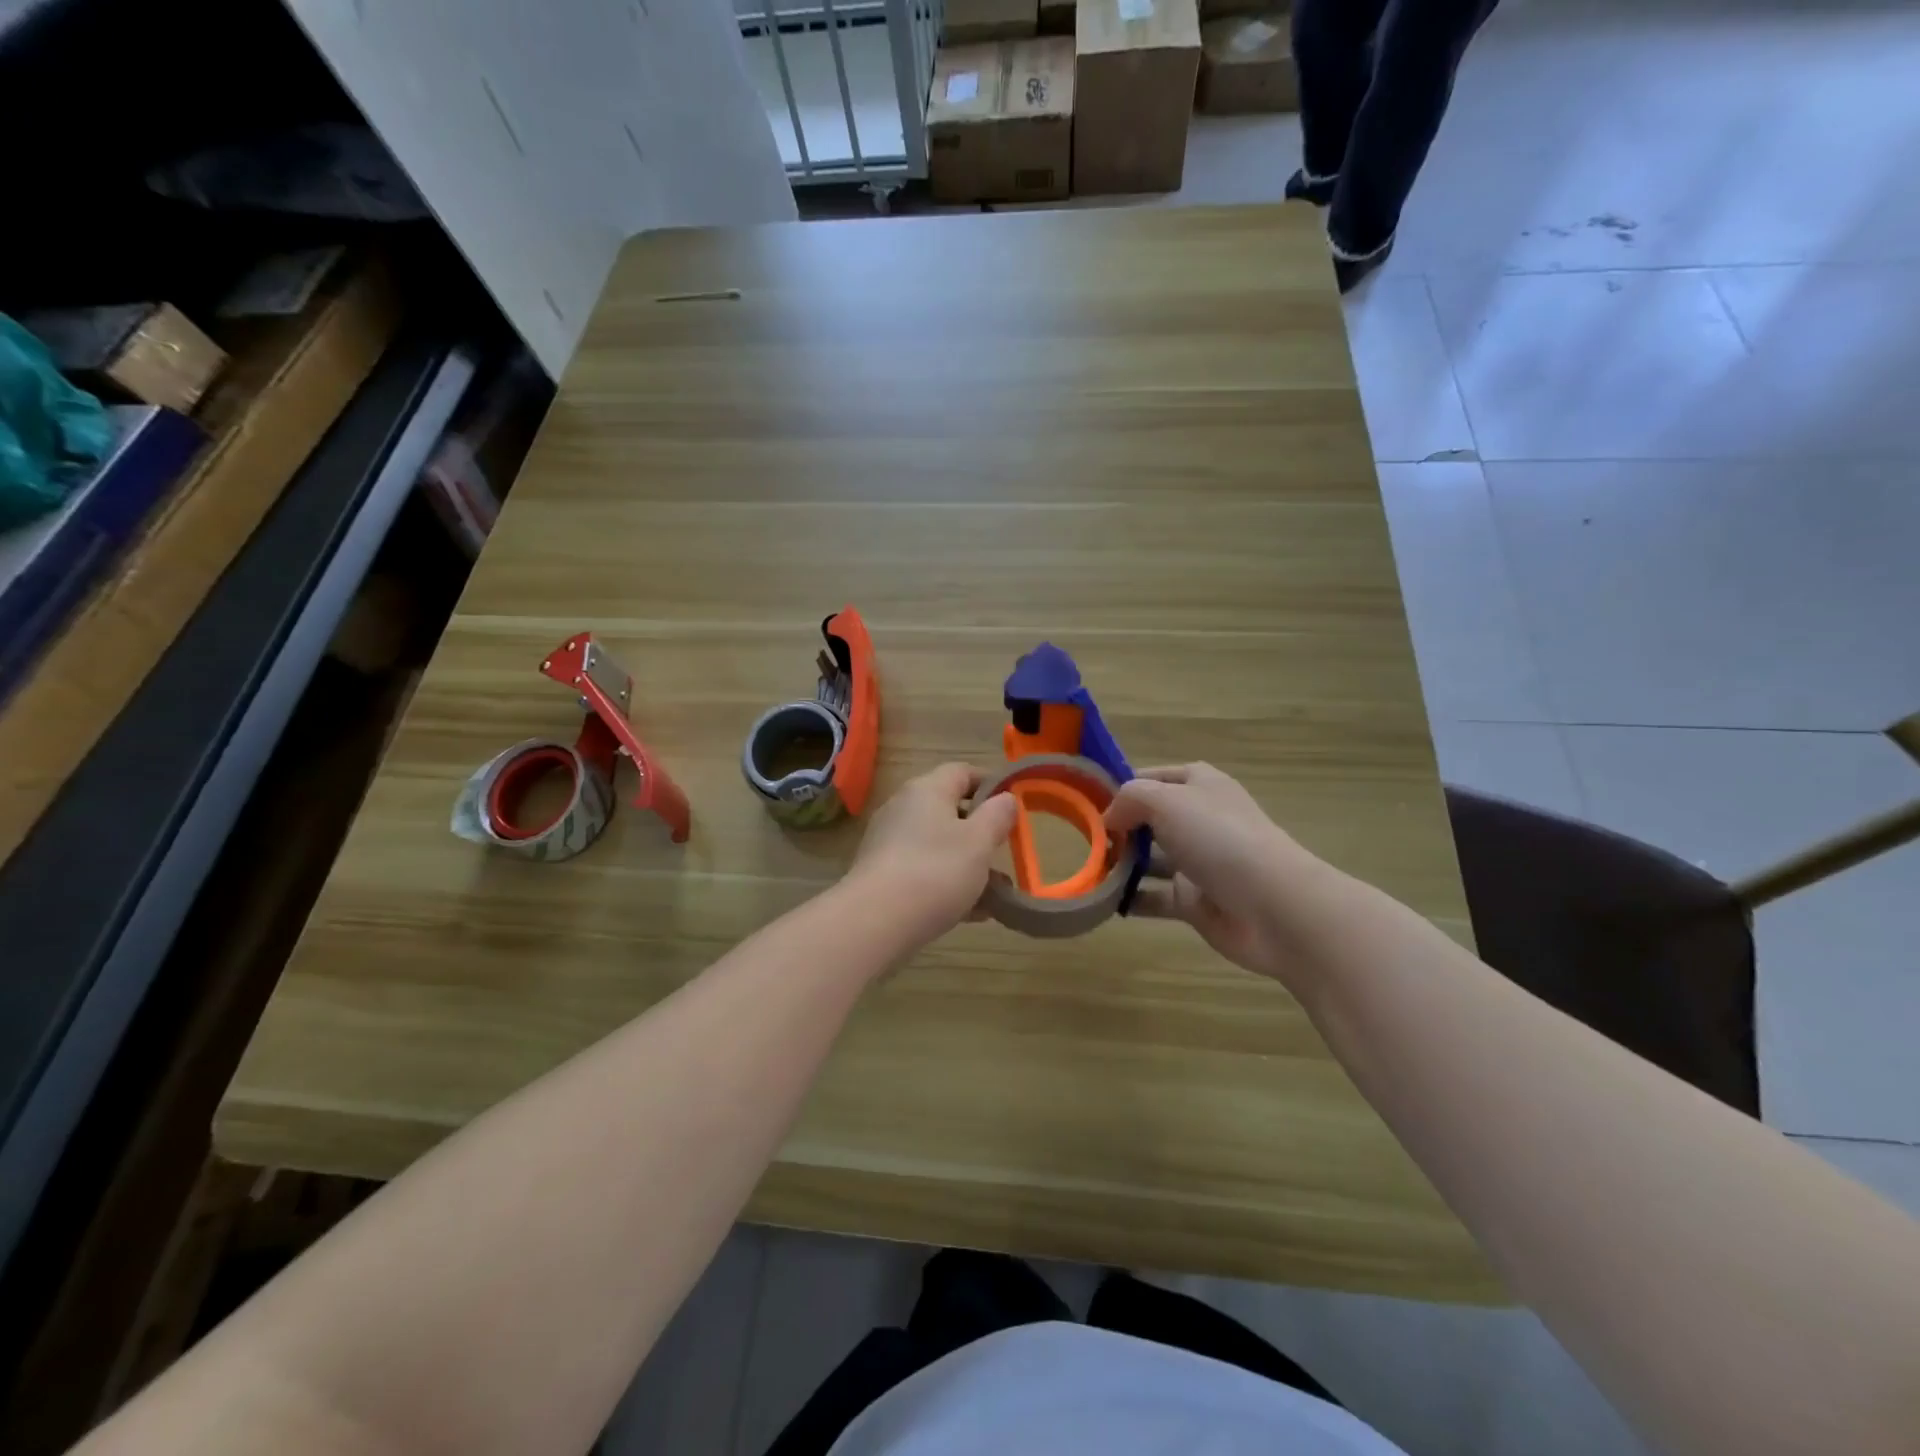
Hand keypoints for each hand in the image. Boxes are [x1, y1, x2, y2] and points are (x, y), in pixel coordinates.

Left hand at [845, 763, 1018, 950]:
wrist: (875, 922)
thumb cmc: (936, 872)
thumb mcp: (979, 842)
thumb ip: (997, 816)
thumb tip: (1006, 798)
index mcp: (927, 790)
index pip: (962, 771)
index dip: (990, 783)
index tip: (1013, 805)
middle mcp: (904, 808)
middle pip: (949, 810)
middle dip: (981, 832)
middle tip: (1005, 851)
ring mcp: (889, 842)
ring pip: (939, 845)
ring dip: (968, 864)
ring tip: (997, 893)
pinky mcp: (882, 875)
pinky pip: (924, 871)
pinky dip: (948, 885)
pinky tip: (972, 913)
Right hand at [1106, 763, 1322, 980]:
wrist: (1273, 906)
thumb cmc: (1219, 838)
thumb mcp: (1167, 801)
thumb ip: (1130, 799)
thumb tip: (1110, 818)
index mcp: (1200, 785)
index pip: (1152, 776)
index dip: (1121, 785)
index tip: (1085, 799)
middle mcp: (1199, 819)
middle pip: (1148, 818)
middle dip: (1116, 826)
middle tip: (1079, 837)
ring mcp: (1198, 862)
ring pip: (1150, 859)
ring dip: (1119, 863)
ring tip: (1085, 869)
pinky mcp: (1195, 901)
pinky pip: (1155, 897)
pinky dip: (1130, 898)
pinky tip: (1102, 900)